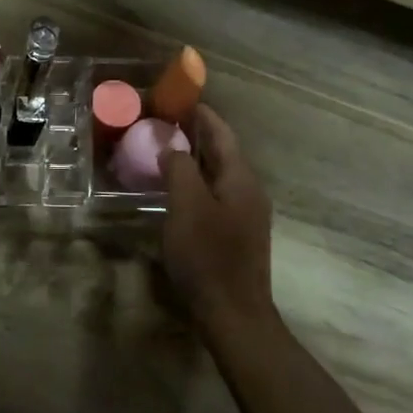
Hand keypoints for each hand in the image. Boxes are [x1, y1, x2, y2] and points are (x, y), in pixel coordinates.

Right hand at [158, 105, 273, 322]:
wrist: (233, 312)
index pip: (222, 134)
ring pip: (219, 175)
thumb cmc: (208, 256)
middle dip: (196, 135)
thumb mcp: (186, 206)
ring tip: (165, 153)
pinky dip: (196, 184)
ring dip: (195, 160)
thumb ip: (179, 169)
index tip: (178, 100)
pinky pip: (215, 196)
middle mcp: (248, 191)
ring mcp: (246, 215)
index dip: (202, 115)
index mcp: (240, 179)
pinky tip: (177, 192)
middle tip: (164, 124)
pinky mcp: (237, 234)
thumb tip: (171, 146)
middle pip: (223, 153)